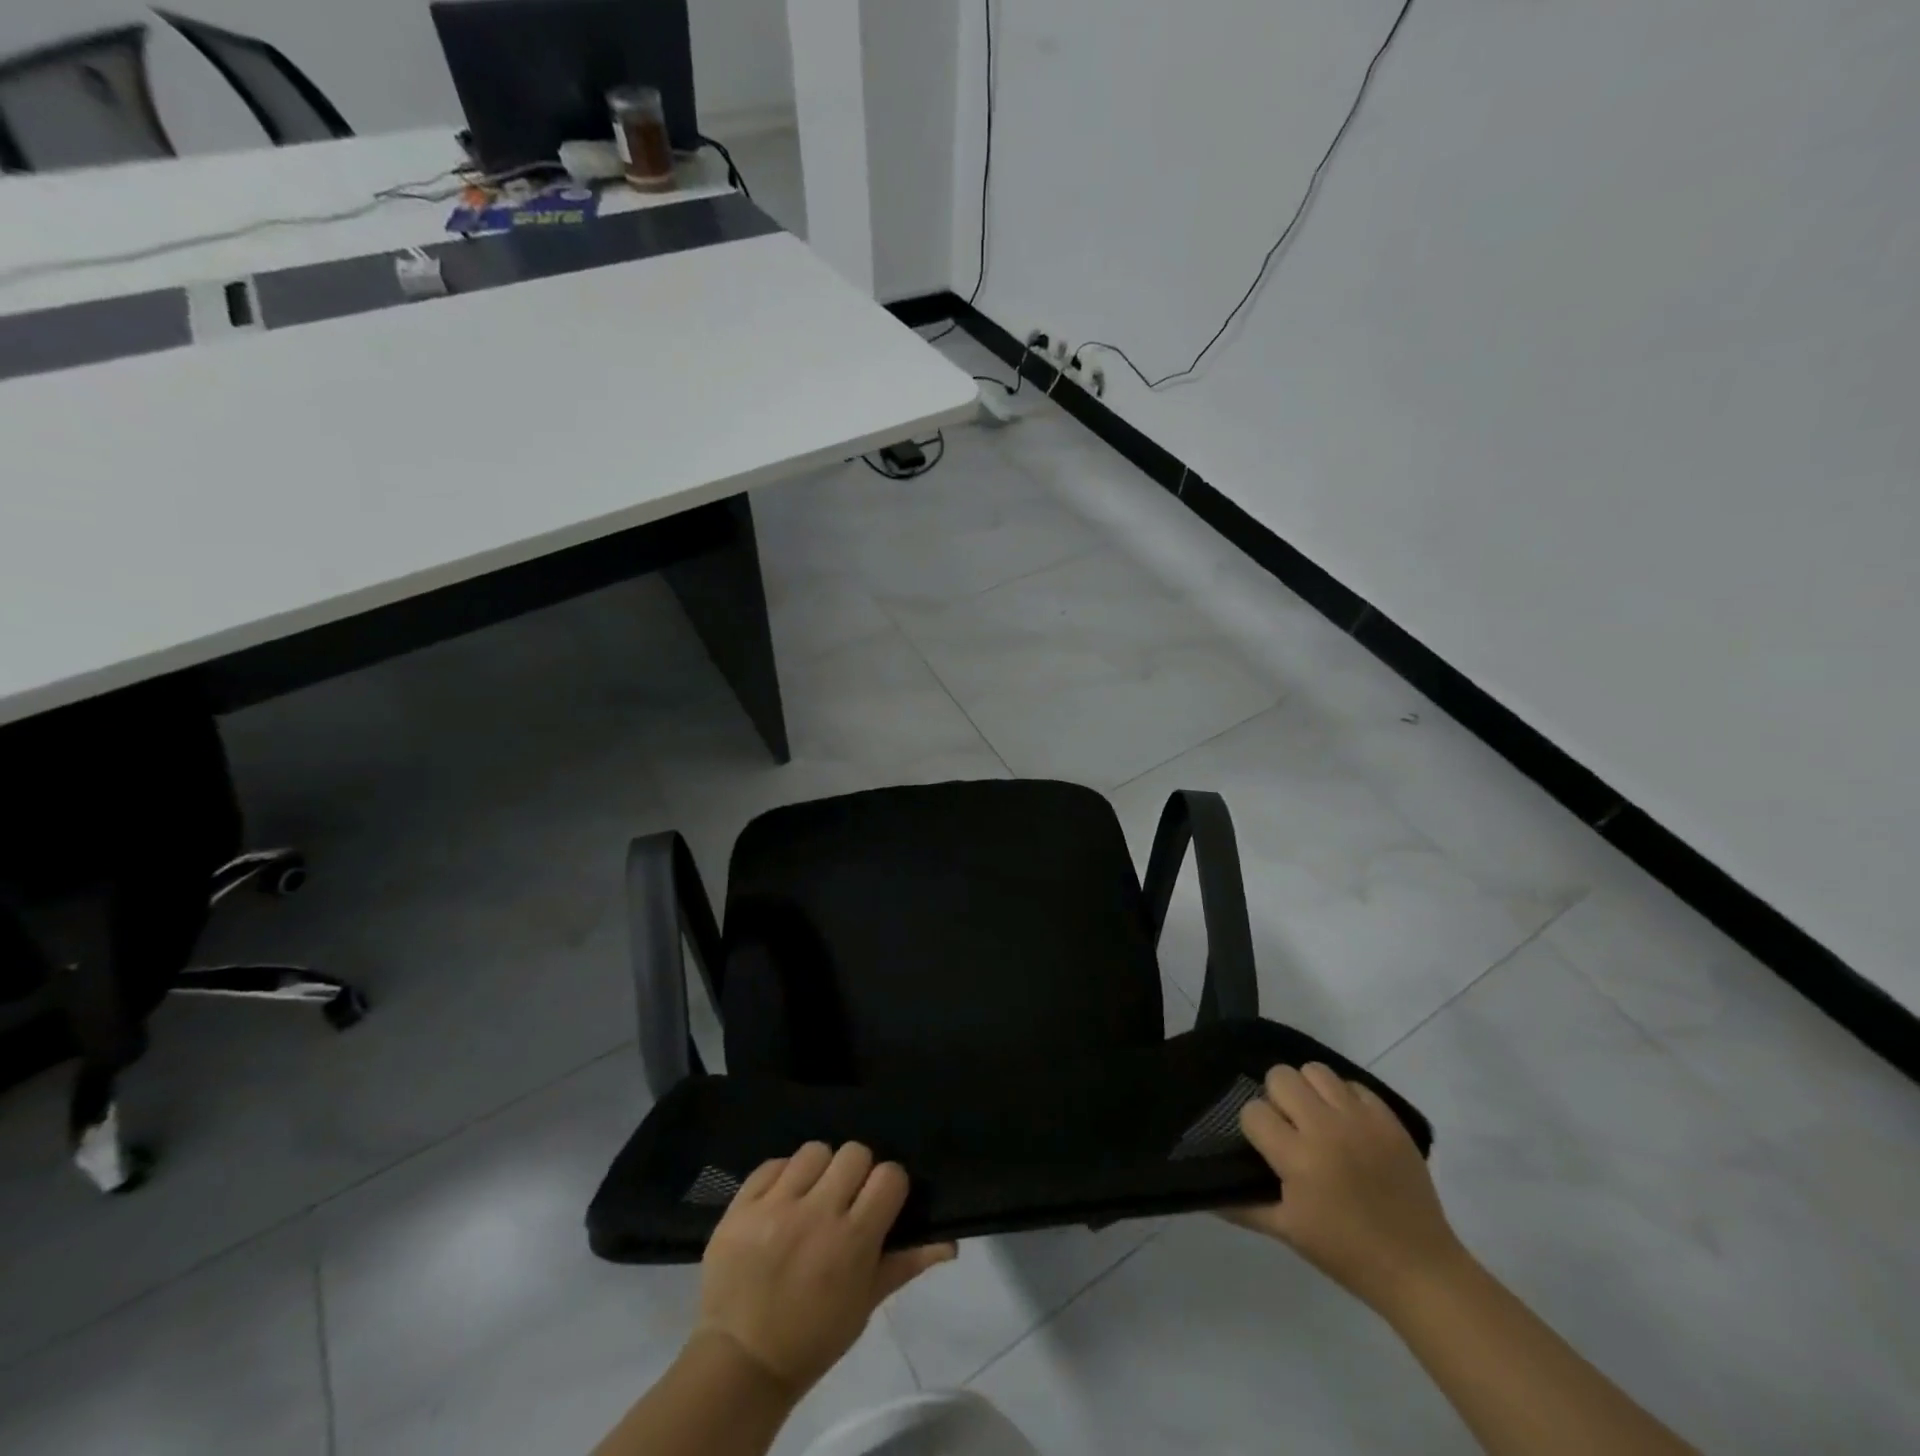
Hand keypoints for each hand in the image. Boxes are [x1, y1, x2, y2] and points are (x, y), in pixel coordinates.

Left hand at [697, 1142, 955, 1397]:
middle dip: (855, 1172)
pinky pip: (772, 1164)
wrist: (741, 1363)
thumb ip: (907, 1263)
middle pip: (854, 1152)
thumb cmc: (813, 1338)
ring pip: (813, 1150)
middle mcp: (815, 1214)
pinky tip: (781, 1201)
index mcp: (851, 1241)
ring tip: (810, 1197)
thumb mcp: (865, 1305)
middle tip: (845, 1198)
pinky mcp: (741, 1206)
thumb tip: (950, 1242)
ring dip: (818, 1170)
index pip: (889, 1175)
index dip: (889, 1185)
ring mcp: (774, 1207)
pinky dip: (781, 1177)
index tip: (880, 1202)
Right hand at [1227, 1063, 1467, 1313]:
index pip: (1253, 1111)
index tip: (1266, 1148)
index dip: (1255, 1128)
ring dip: (1309, 1091)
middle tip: (1290, 1128)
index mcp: (1298, 1158)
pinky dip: (1344, 1099)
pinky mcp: (1389, 1119)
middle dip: (1277, 1099)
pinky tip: (1347, 1126)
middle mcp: (1326, 1128)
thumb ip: (1242, 1206)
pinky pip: (1353, 1085)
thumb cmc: (1347, 1254)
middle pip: (1280, 1077)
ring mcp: (1361, 1120)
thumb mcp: (1288, 1232)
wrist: (1420, 1269)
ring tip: (1317, 1119)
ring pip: (1315, 1071)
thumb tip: (1205, 1192)